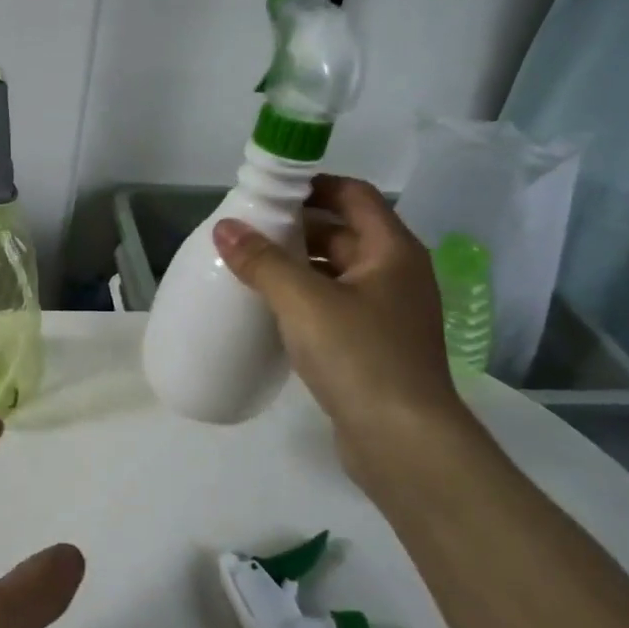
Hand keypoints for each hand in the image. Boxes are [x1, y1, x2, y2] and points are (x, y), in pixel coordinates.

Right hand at [213, 175, 464, 444]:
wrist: (403, 441)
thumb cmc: (360, 357)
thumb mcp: (304, 302)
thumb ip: (262, 261)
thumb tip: (225, 227)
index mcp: (391, 251)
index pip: (353, 195)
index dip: (312, 185)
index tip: (267, 192)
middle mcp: (395, 274)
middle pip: (342, 233)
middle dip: (295, 227)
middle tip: (245, 231)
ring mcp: (387, 312)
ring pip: (335, 272)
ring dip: (295, 265)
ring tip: (248, 267)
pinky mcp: (373, 345)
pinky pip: (334, 305)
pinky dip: (303, 298)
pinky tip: (269, 310)